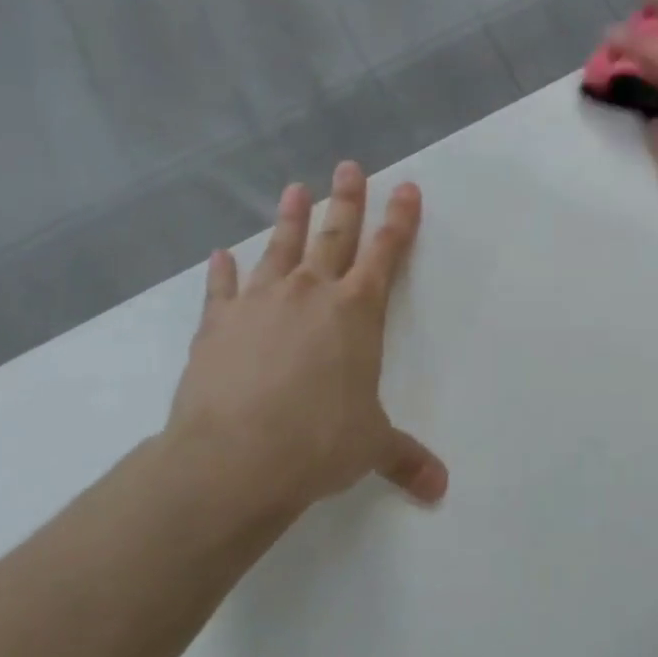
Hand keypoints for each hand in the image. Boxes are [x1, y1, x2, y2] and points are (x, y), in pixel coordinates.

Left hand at [165, 162, 447, 521]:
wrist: (234, 458)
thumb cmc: (318, 443)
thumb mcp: (371, 448)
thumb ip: (406, 459)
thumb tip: (440, 490)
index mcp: (356, 313)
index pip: (385, 254)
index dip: (399, 220)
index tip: (406, 187)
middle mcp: (311, 294)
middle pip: (333, 235)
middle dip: (346, 199)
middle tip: (349, 167)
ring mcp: (260, 303)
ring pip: (279, 248)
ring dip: (289, 218)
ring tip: (295, 188)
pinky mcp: (217, 324)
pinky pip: (223, 288)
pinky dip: (223, 271)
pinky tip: (221, 255)